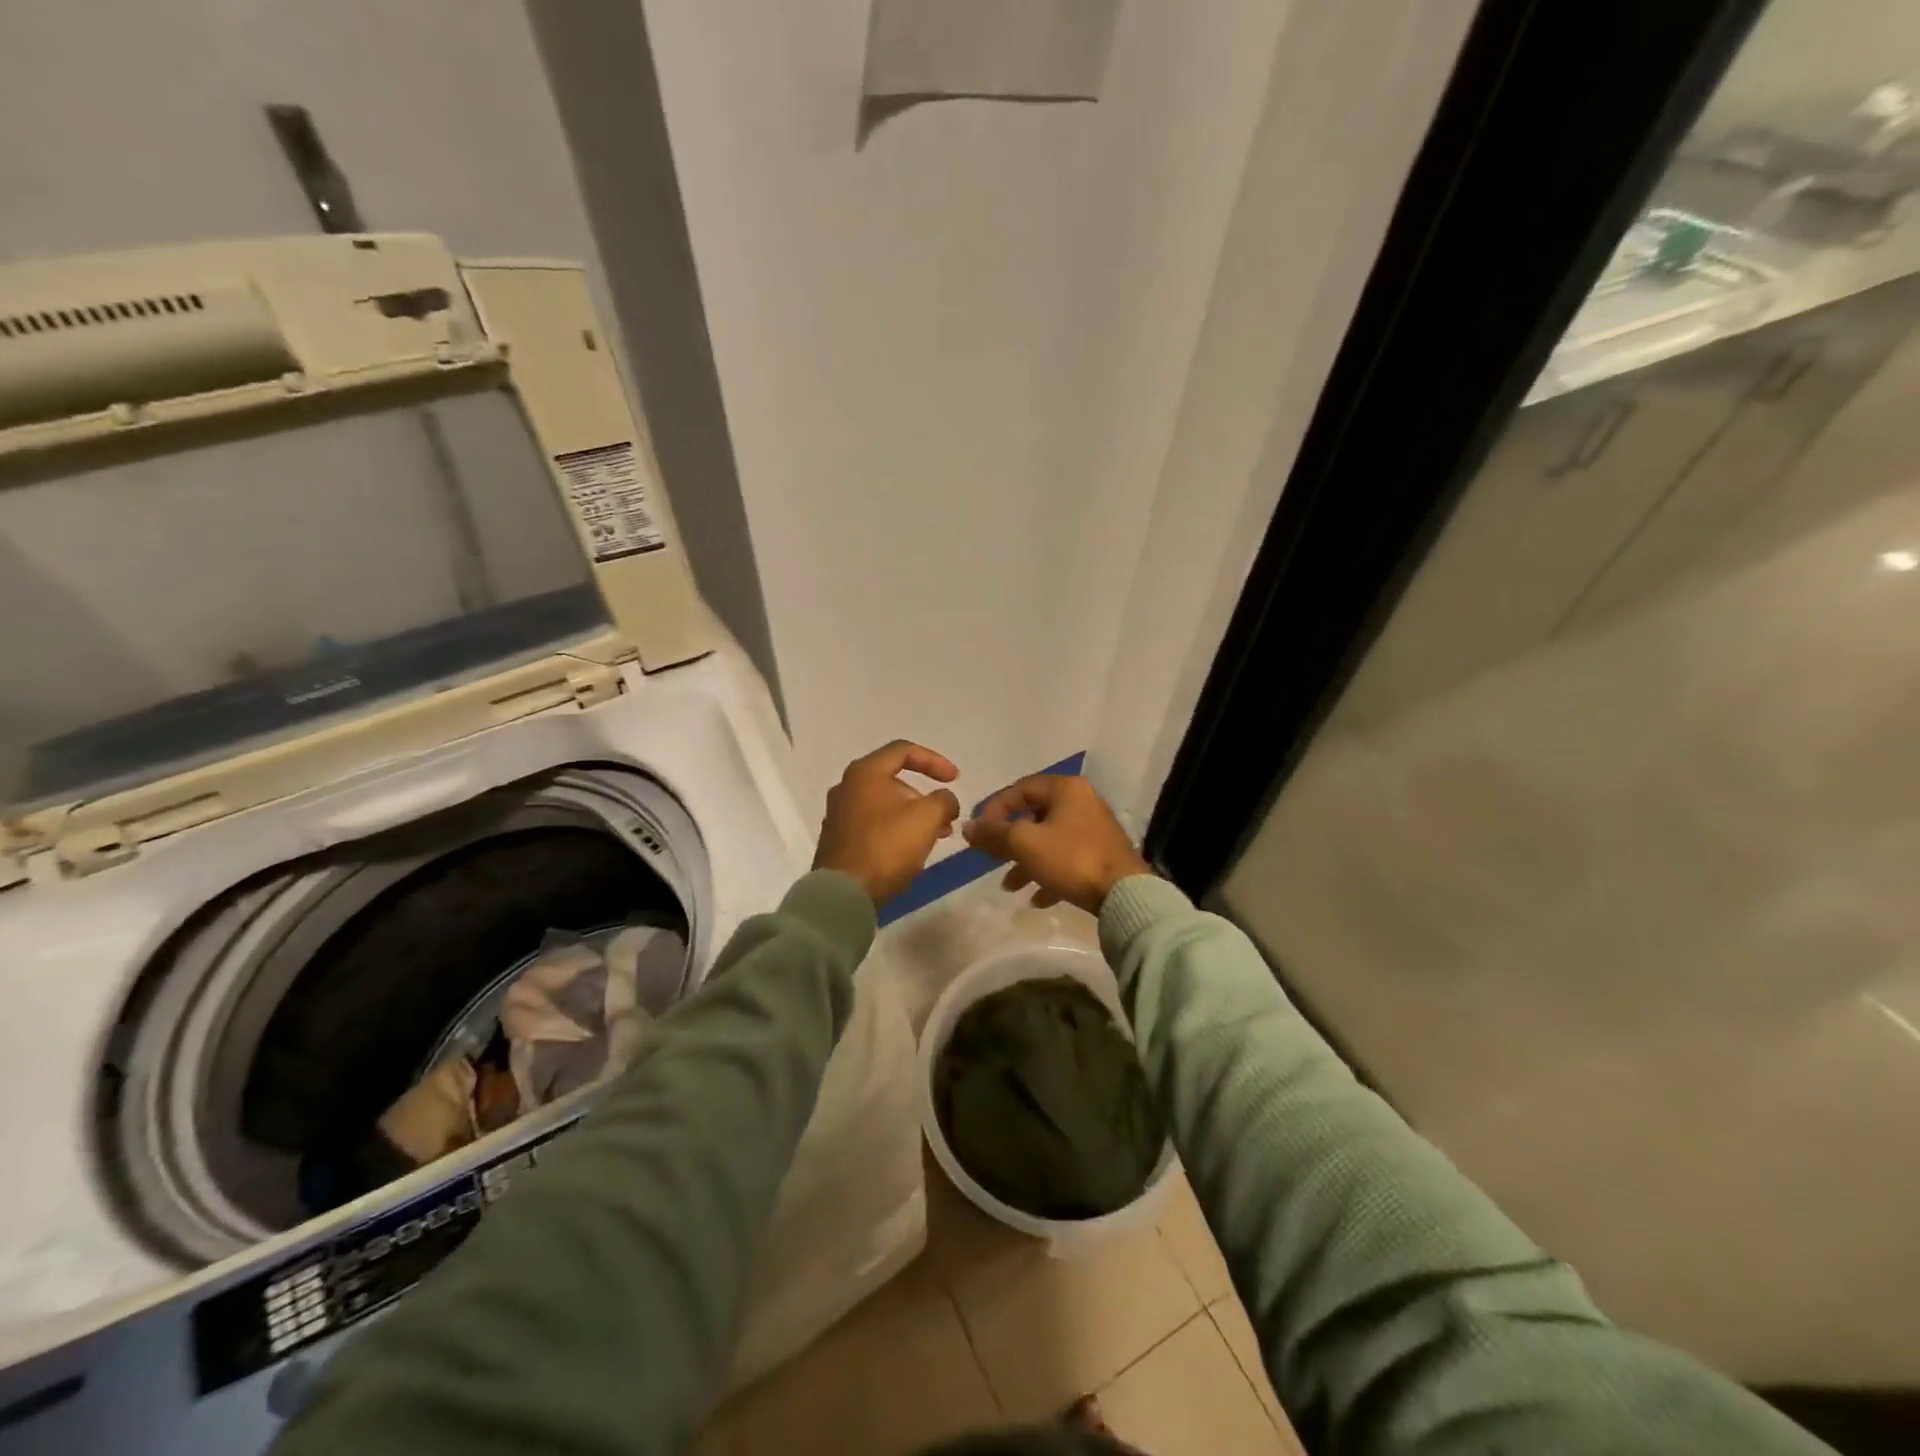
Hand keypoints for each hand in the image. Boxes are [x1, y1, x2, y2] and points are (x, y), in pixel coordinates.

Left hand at [813, 740, 962, 904]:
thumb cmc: (887, 846)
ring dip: (913, 816)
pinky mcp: (837, 840)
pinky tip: (910, 852)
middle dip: (924, 797)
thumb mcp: (928, 817)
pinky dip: (895, 830)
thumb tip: (945, 801)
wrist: (844, 893)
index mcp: (865, 772)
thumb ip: (944, 800)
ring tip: (935, 837)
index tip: (956, 779)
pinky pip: (873, 826)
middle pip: (893, 780)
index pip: (904, 750)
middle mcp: (846, 787)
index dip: (935, 761)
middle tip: (945, 817)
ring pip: (884, 805)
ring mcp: (838, 815)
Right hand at [962, 774, 1151, 915]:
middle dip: (1009, 841)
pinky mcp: (1101, 855)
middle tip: (991, 858)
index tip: (979, 833)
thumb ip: (994, 834)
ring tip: (1009, 886)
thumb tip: (967, 827)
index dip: (995, 809)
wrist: (1125, 894)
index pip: (1020, 789)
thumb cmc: (1072, 859)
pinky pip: (1067, 860)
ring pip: (1049, 841)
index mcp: (1066, 789)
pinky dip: (1049, 875)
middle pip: (1034, 816)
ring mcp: (1094, 829)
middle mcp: (1082, 802)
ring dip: (1026, 862)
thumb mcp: (1025, 844)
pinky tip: (1037, 899)